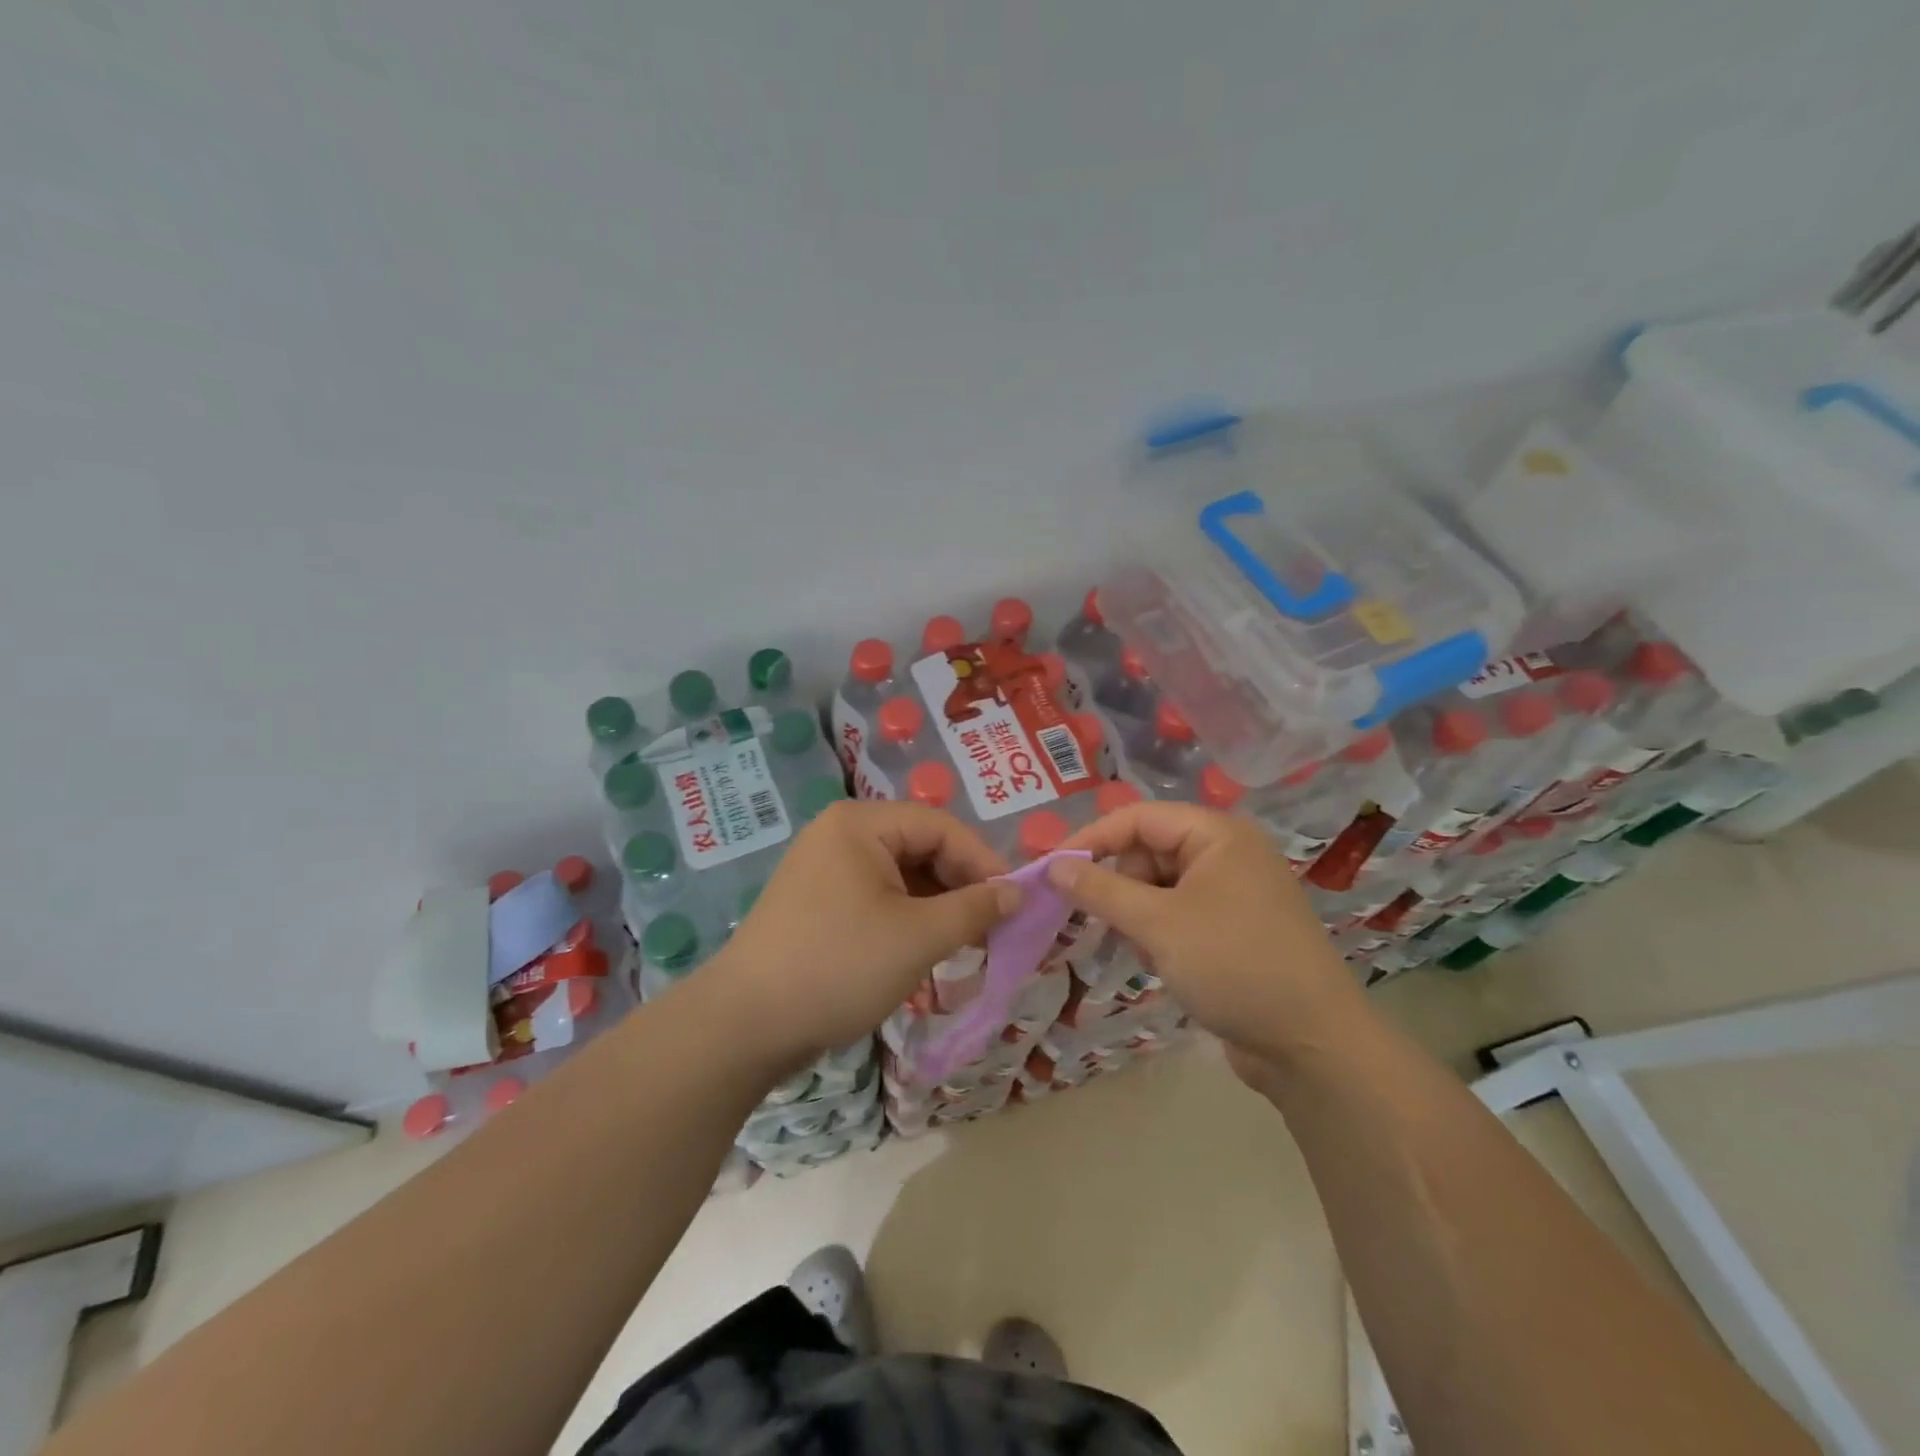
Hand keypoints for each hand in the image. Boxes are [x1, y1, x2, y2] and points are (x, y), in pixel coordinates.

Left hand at [711, 800, 1018, 1066]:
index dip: (983, 861)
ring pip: (899, 876)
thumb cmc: (839, 966)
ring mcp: (823, 870)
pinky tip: (924, 950)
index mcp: (860, 824)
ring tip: (965, 943)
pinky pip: (875, 898)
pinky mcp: (816, 904)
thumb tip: (1017, 893)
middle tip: (993, 927)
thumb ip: (975, 909)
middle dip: (959, 886)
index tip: (1016, 901)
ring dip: (936, 906)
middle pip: (919, 848)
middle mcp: (839, 835)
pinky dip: (906, 919)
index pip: (941, 827)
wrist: (744, 1026)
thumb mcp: (918, 937)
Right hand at [1051, 802, 1367, 1074]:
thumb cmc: (1233, 965)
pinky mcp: (1232, 930)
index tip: (1050, 869)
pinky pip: (1177, 914)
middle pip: (1148, 851)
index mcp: (1217, 835)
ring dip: (1135, 913)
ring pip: (1159, 886)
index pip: (1138, 818)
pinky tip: (1157, 962)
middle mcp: (1227, 854)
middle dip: (1117, 883)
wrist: (1312, 1046)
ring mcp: (1232, 894)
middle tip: (1091, 918)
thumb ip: (1100, 890)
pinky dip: (1156, 932)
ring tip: (1133, 947)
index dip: (1091, 839)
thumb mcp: (1158, 924)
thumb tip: (1053, 866)